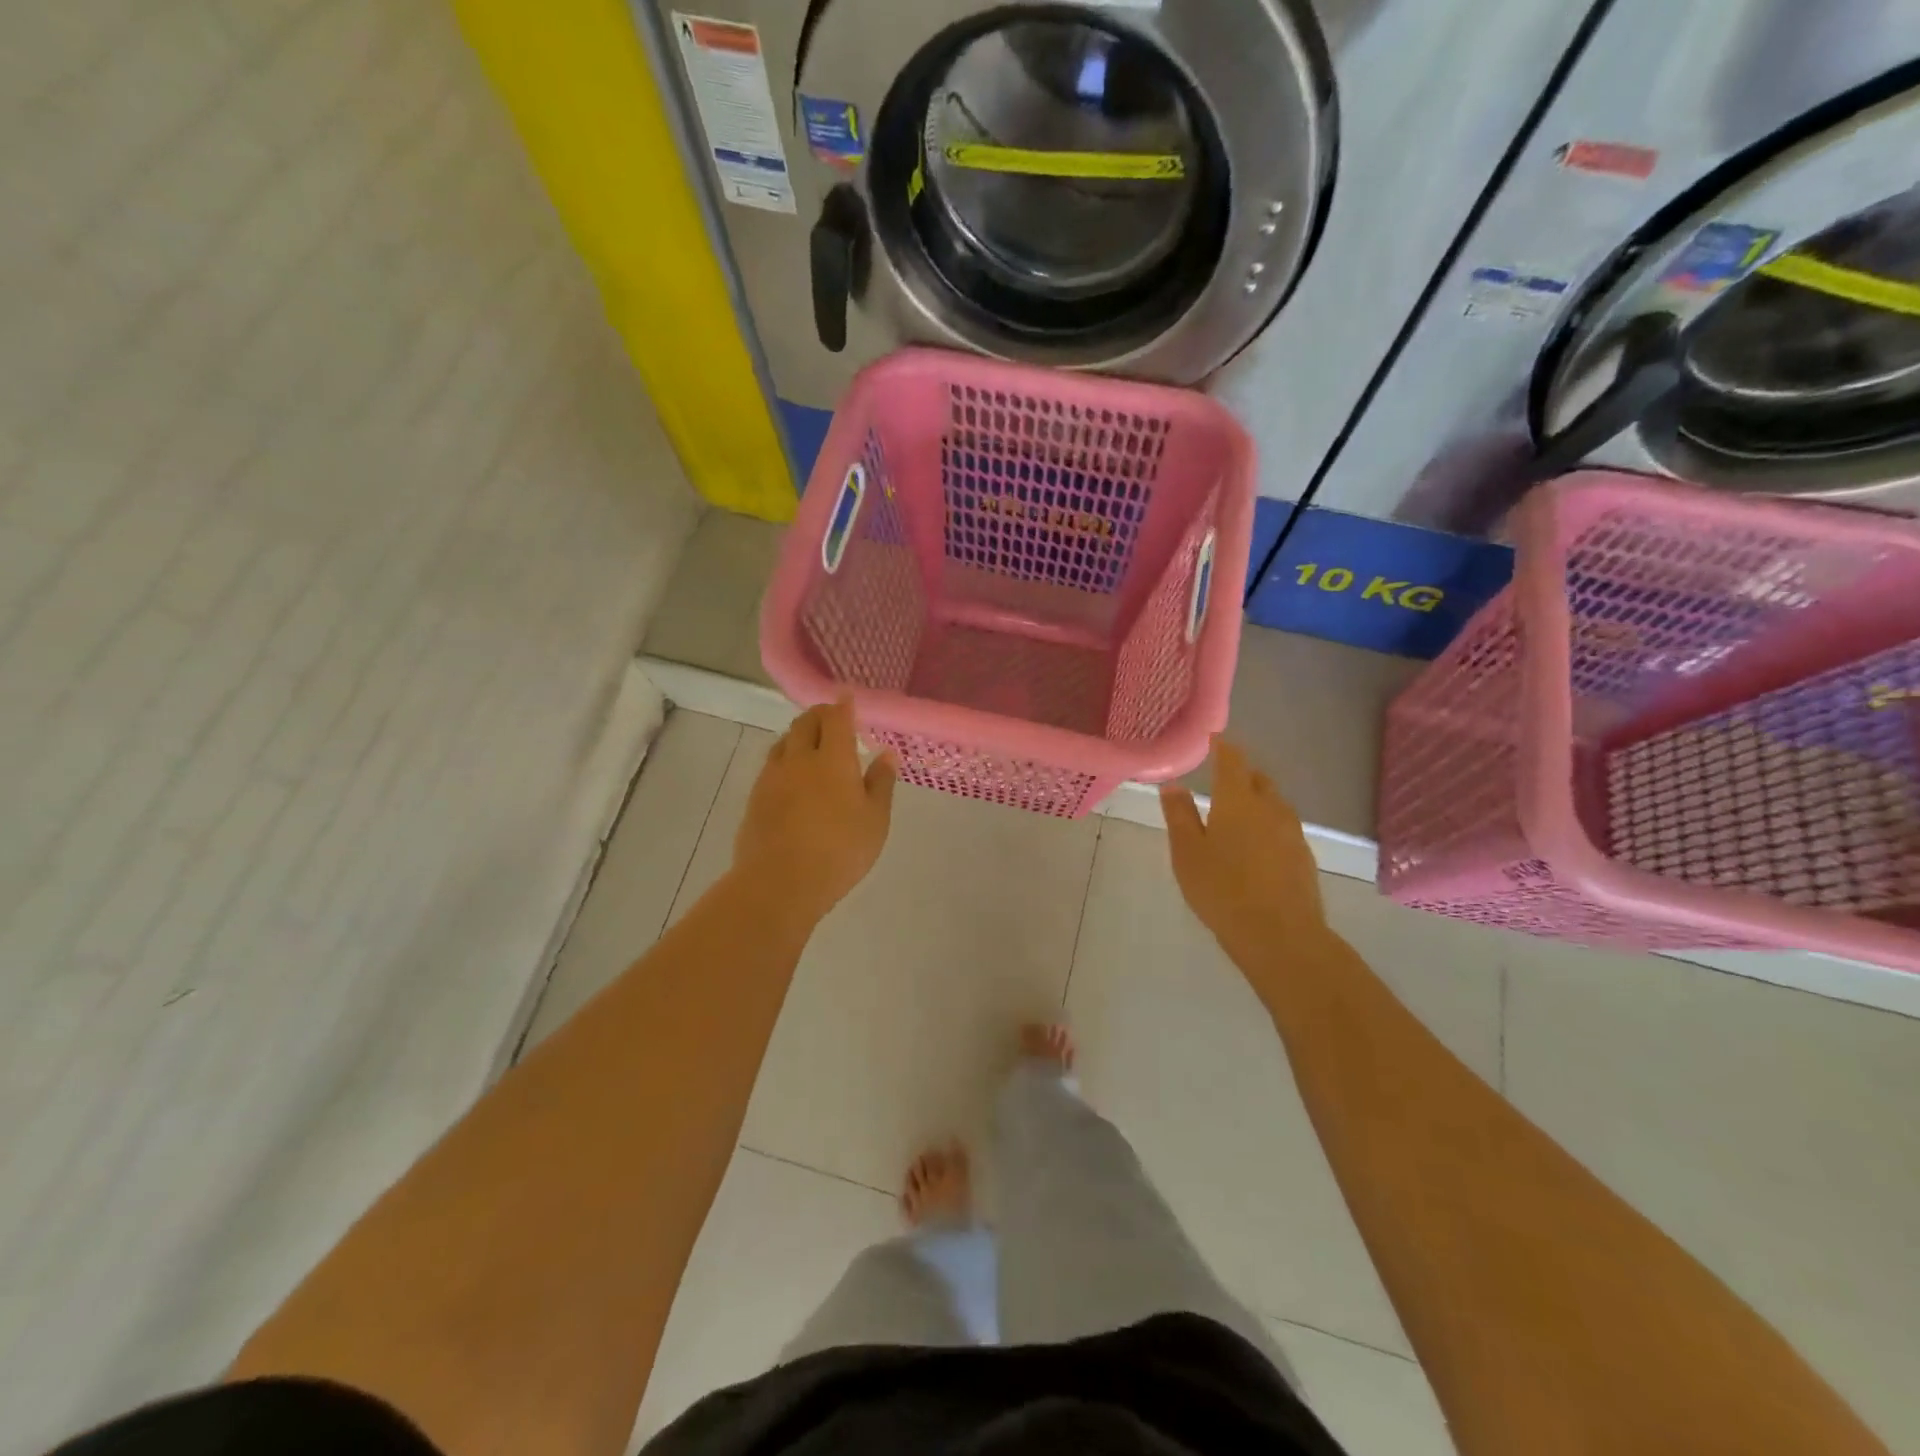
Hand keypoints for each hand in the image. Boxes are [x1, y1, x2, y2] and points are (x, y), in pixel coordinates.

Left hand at [733, 699, 895, 922]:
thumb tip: (886, 754)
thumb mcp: (875, 821)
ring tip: (811, 745)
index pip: (836, 718)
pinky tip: (792, 777)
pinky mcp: (755, 798)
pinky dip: (785, 759)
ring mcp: (772, 777)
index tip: (847, 697)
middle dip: (819, 715)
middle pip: (805, 723)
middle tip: (832, 720)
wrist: (779, 883)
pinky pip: (771, 765)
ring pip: (784, 742)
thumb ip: (881, 784)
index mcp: (833, 759)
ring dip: (799, 735)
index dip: (843, 704)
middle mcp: (799, 759)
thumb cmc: (839, 851)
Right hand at [1160, 737, 1327, 967]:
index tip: (1214, 739)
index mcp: (1238, 801)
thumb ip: (1180, 815)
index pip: (1232, 761)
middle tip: (1221, 779)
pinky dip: (1267, 826)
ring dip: (1256, 801)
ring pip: (1273, 804)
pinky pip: (1282, 828)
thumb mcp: (1187, 853)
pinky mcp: (1304, 857)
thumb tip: (1174, 785)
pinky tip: (1255, 847)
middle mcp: (1270, 808)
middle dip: (1240, 774)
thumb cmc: (1222, 889)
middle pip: (1257, 780)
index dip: (1223, 747)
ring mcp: (1292, 832)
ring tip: (1236, 814)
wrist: (1280, 935)